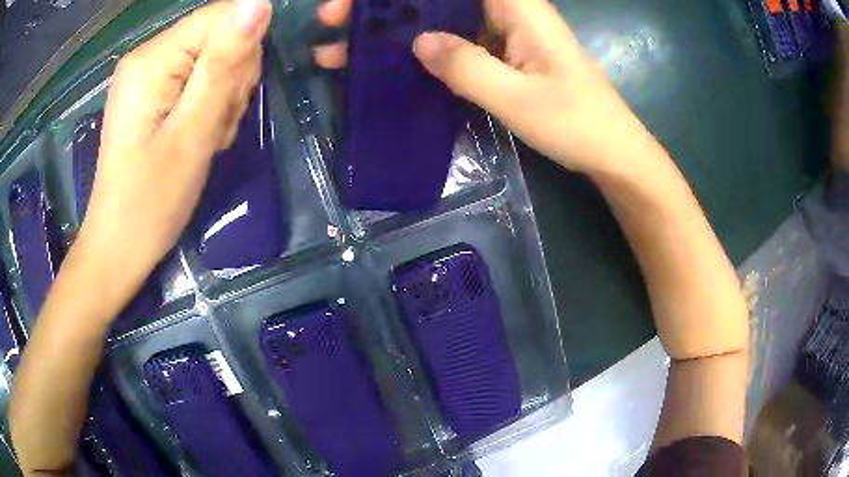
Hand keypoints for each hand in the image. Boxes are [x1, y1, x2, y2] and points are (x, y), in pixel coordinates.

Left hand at [77, 0, 270, 293]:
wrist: (119, 246)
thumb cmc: (151, 201)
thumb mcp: (192, 134)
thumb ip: (223, 65)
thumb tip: (260, 3)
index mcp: (154, 59)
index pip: (223, 16)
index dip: (243, 49)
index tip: (232, 96)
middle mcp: (149, 55)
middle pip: (220, 35)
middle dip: (231, 78)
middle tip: (215, 126)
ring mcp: (149, 73)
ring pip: (214, 58)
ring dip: (223, 95)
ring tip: (206, 137)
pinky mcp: (152, 92)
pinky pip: (198, 78)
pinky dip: (209, 105)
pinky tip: (199, 135)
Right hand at [312, 0, 657, 175]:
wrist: (610, 150)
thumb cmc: (577, 123)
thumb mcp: (520, 98)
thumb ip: (468, 67)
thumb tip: (418, 42)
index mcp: (517, 7)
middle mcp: (505, 11)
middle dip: (382, 5)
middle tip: (333, 18)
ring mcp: (500, 33)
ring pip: (436, 17)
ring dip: (390, 29)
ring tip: (340, 47)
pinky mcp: (497, 55)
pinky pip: (450, 42)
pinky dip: (415, 50)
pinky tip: (384, 64)